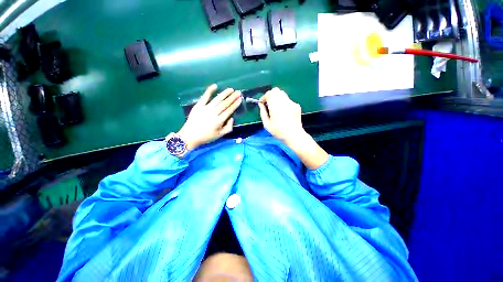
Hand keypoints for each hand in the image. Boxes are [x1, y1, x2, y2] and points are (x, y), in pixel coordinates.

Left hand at [178, 84, 241, 150]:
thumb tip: (232, 118)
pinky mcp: (198, 106)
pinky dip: (210, 91)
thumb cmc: (206, 137)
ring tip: (231, 89)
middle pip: (225, 104)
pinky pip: (205, 97)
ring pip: (217, 99)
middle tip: (238, 92)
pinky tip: (215, 86)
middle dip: (232, 97)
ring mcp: (205, 108)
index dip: (235, 104)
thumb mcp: (220, 135)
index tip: (240, 99)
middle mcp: (213, 113)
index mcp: (219, 121)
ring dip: (225, 93)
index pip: (229, 110)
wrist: (190, 136)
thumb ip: (228, 127)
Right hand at [259, 88, 328, 169]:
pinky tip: (284, 112)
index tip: (262, 103)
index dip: (264, 97)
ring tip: (276, 108)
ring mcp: (292, 103)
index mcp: (276, 107)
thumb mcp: (267, 124)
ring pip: (282, 94)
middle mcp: (284, 102)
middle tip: (268, 104)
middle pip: (276, 91)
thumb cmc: (278, 131)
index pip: (269, 94)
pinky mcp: (296, 105)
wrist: (294, 135)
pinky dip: (283, 102)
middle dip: (270, 95)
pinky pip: (287, 100)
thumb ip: (262, 112)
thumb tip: (260, 104)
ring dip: (276, 98)